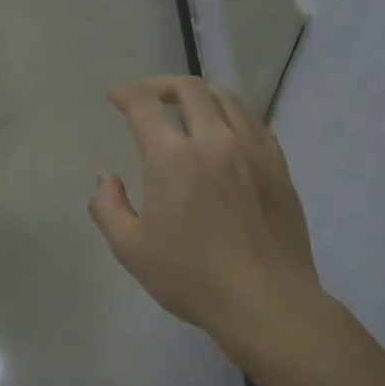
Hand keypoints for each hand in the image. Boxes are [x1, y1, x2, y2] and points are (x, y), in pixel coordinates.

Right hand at [90, 75, 323, 358]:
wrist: (266, 301)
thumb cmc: (192, 277)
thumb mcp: (131, 250)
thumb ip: (108, 208)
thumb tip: (106, 178)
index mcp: (173, 159)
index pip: (146, 106)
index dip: (127, 95)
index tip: (116, 97)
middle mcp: (214, 141)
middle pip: (189, 89)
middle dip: (161, 84)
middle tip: (147, 96)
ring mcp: (252, 150)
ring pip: (226, 98)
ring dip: (199, 93)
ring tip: (185, 105)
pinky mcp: (278, 165)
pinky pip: (253, 121)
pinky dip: (231, 113)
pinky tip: (225, 129)